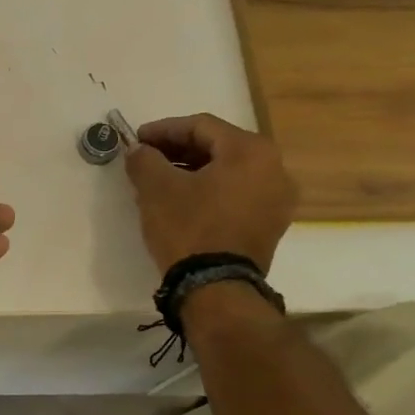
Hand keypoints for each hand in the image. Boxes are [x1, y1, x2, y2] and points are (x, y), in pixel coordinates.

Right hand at [124, 114, 295, 273]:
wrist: (216, 287)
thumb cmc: (189, 228)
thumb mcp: (156, 188)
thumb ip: (144, 159)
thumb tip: (138, 150)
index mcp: (251, 151)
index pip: (200, 126)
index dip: (163, 130)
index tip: (136, 140)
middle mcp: (274, 168)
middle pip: (218, 147)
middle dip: (178, 150)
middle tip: (147, 158)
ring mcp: (277, 199)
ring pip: (228, 171)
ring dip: (192, 170)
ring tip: (160, 180)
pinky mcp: (271, 224)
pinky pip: (236, 194)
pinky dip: (209, 190)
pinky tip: (183, 200)